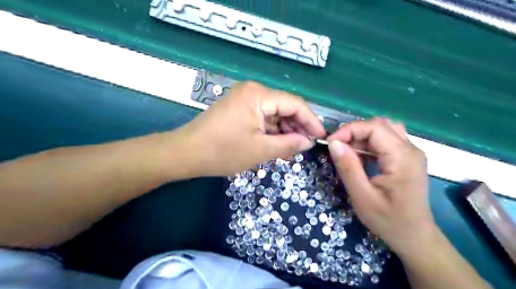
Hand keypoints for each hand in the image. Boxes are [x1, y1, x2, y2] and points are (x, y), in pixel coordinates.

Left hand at [183, 80, 322, 175]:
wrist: (186, 153)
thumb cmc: (222, 151)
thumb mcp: (260, 150)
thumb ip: (288, 144)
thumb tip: (308, 141)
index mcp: (258, 95)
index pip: (295, 104)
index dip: (311, 120)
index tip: (321, 137)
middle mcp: (253, 91)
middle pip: (285, 107)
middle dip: (297, 126)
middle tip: (306, 146)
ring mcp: (244, 99)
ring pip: (274, 113)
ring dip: (284, 130)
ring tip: (292, 149)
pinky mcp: (239, 108)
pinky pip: (262, 117)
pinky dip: (271, 130)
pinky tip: (277, 144)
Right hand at [328, 117, 431, 254]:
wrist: (415, 237)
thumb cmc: (388, 220)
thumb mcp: (362, 196)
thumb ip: (348, 167)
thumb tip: (333, 143)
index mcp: (402, 157)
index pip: (374, 127)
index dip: (349, 130)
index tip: (330, 143)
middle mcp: (410, 149)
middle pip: (379, 125)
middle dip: (354, 131)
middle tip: (338, 147)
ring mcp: (411, 152)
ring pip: (383, 130)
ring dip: (362, 136)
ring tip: (347, 151)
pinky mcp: (407, 158)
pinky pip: (386, 140)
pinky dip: (369, 143)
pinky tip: (360, 156)